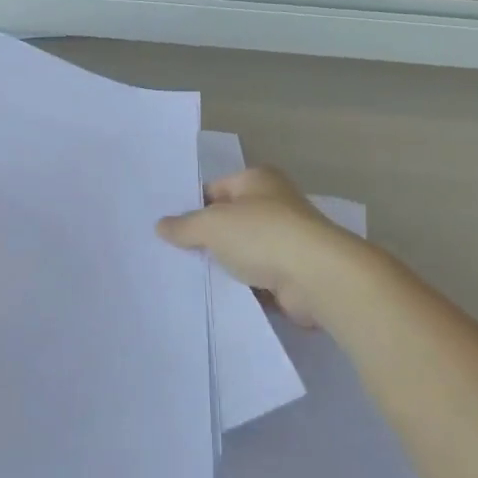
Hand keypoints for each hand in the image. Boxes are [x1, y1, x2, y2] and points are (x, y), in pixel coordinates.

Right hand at [158, 168, 362, 326]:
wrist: (316, 277)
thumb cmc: (262, 235)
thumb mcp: (212, 225)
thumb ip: (184, 225)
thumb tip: (161, 226)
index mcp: (257, 180)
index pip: (215, 189)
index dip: (192, 207)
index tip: (169, 229)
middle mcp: (275, 204)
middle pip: (230, 221)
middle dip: (206, 238)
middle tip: (172, 255)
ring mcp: (287, 240)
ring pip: (243, 252)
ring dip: (225, 265)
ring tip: (189, 279)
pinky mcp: (293, 274)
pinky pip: (257, 279)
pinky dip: (242, 287)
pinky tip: (218, 296)